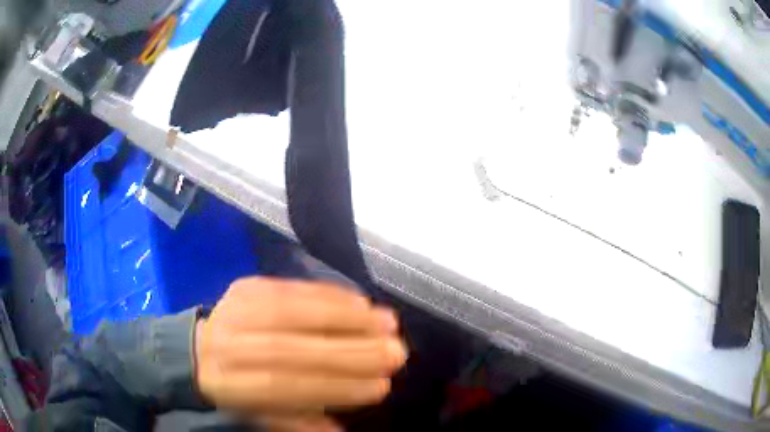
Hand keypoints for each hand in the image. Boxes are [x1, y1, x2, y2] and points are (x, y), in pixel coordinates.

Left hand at [194, 277, 406, 417]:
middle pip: (293, 347)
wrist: (197, 349)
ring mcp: (237, 308)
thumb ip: (298, 422)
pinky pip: (291, 287)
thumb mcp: (259, 415)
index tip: (380, 386)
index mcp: (233, 384)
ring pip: (294, 311)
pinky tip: (360, 301)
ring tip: (387, 323)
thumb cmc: (235, 388)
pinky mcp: (246, 285)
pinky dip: (330, 294)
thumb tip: (342, 430)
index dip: (337, 388)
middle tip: (396, 352)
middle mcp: (232, 344)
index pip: (288, 387)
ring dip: (346, 317)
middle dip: (351, 352)